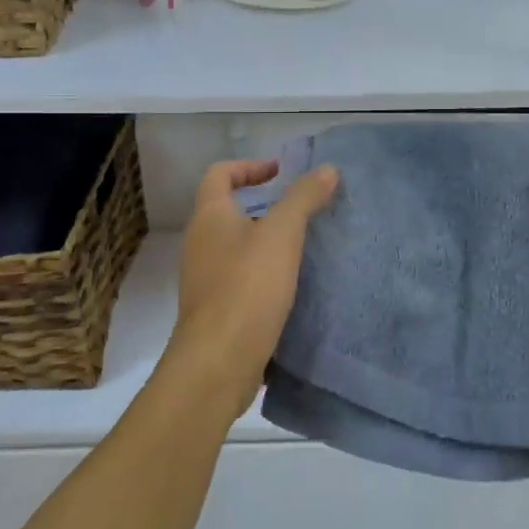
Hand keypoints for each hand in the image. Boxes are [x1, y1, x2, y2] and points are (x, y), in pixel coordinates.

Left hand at [169, 158, 339, 414]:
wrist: (218, 362)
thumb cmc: (247, 287)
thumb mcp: (282, 234)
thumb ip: (304, 198)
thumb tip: (327, 169)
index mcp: (209, 217)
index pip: (219, 174)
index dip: (249, 166)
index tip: (281, 172)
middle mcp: (200, 243)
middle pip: (227, 210)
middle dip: (264, 205)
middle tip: (302, 210)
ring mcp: (205, 279)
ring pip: (236, 246)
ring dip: (267, 241)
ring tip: (304, 247)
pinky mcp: (216, 310)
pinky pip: (241, 278)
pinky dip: (265, 272)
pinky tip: (293, 285)